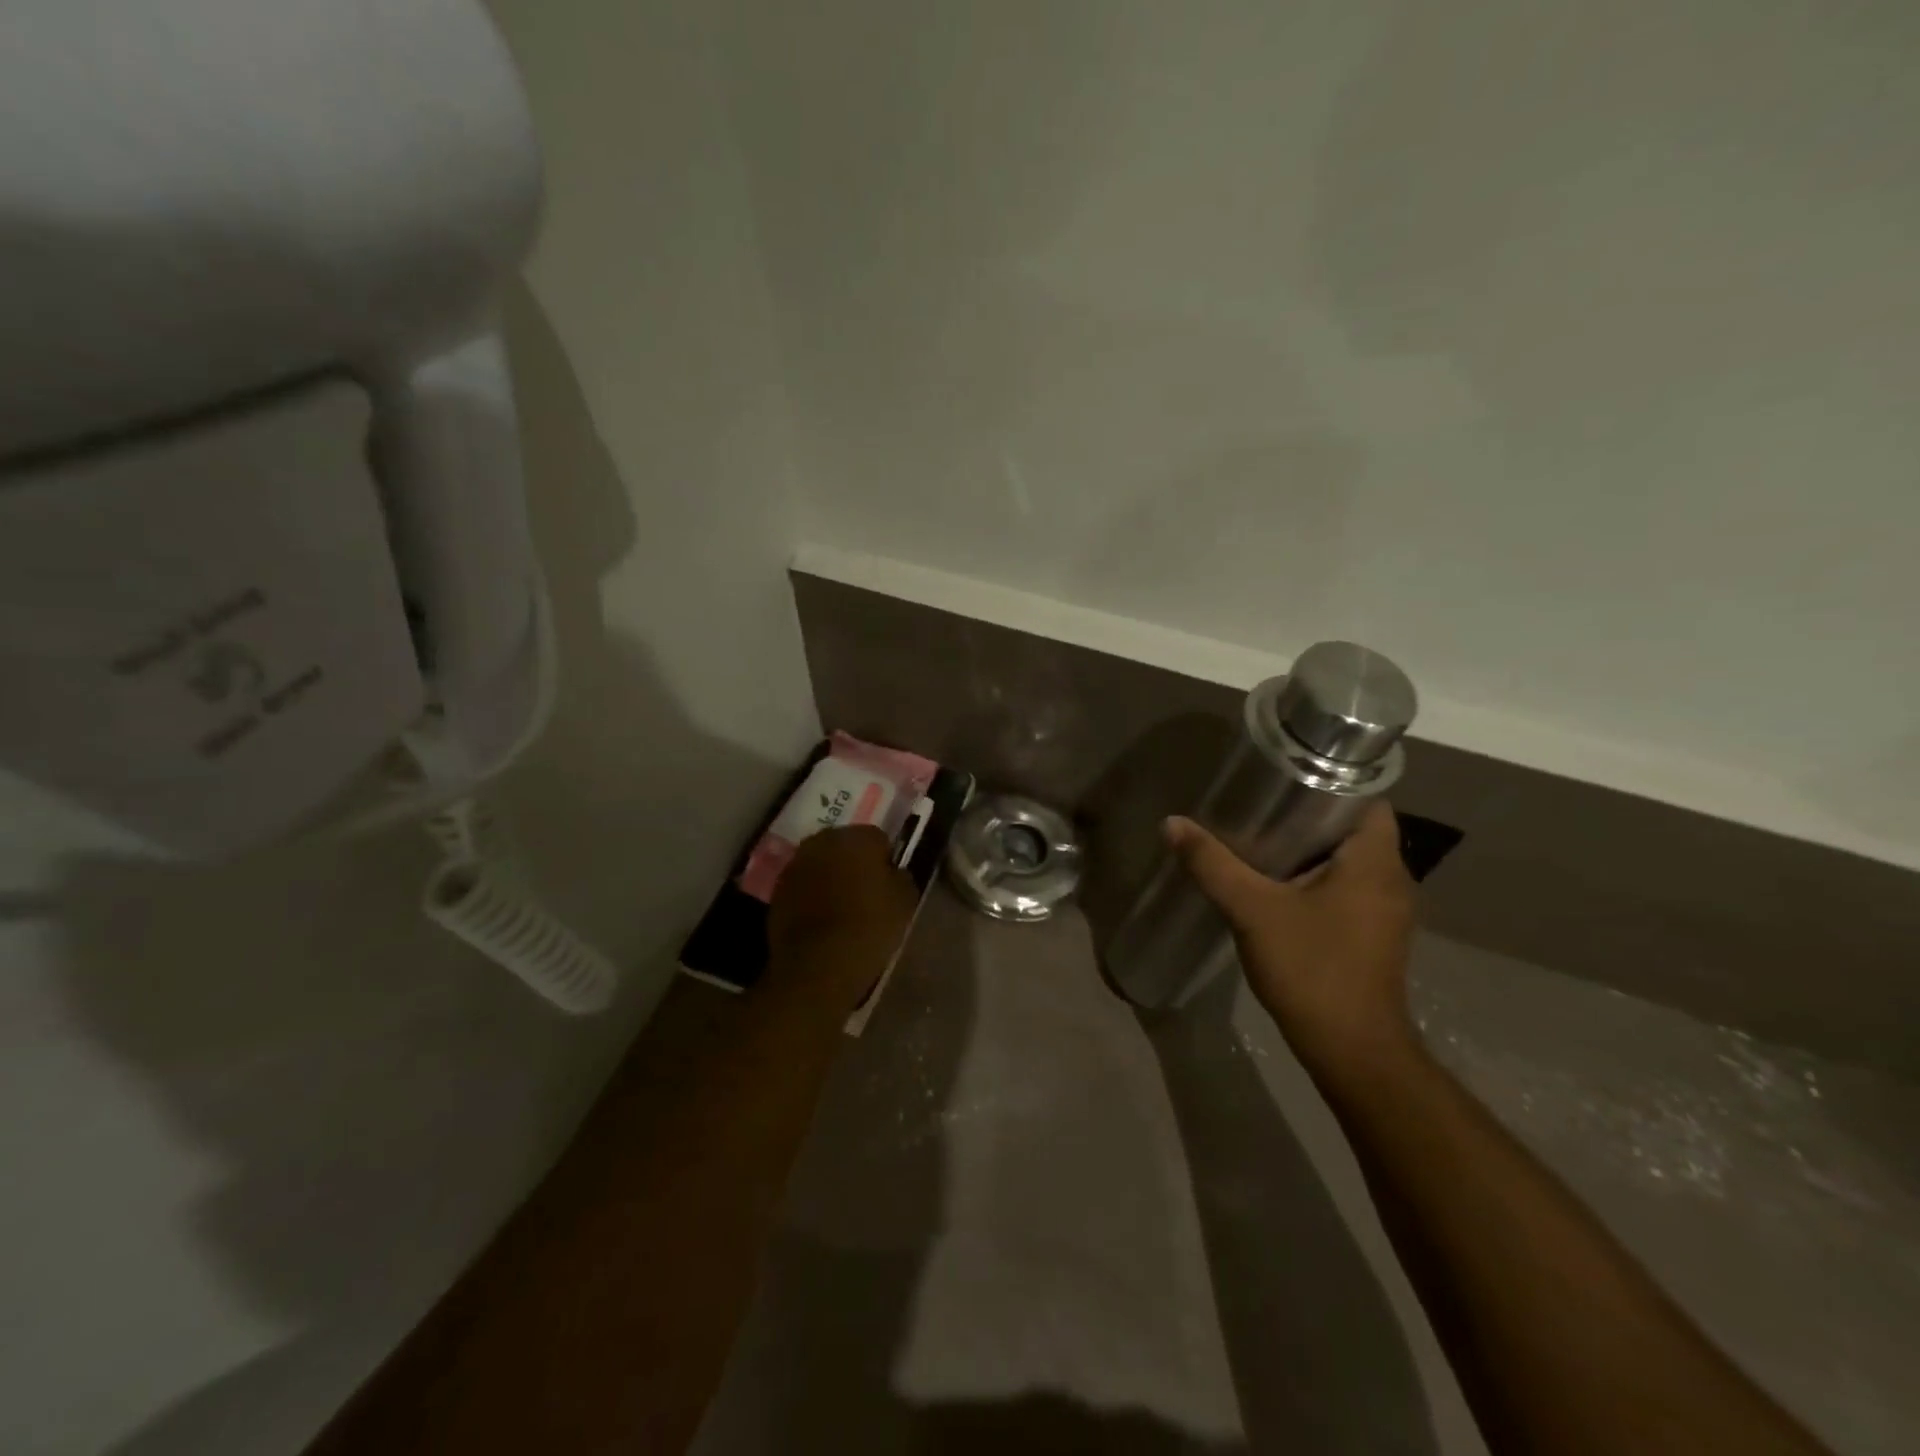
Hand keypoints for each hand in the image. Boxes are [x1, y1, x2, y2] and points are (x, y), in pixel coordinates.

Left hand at [767, 825, 918, 1013]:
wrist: (818, 965)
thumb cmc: (869, 927)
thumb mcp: (906, 901)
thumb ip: (900, 876)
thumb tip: (892, 871)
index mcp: (856, 837)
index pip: (878, 838)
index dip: (885, 860)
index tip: (889, 883)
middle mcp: (822, 841)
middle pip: (845, 846)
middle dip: (855, 862)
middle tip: (866, 892)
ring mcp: (796, 865)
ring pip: (822, 863)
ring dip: (831, 877)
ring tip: (843, 907)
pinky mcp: (778, 890)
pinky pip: (803, 885)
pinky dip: (812, 895)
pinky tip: (822, 919)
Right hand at [1165, 802, 1417, 1081]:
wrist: (1352, 1050)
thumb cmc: (1312, 969)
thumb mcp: (1253, 911)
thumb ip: (1213, 864)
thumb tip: (1172, 824)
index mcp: (1375, 863)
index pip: (1367, 799)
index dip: (1330, 782)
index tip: (1285, 777)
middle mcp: (1392, 880)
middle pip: (1354, 828)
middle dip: (1310, 814)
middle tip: (1261, 803)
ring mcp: (1387, 911)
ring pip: (1350, 861)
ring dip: (1312, 849)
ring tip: (1262, 836)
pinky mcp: (1374, 935)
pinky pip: (1348, 888)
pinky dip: (1317, 878)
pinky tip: (1277, 883)